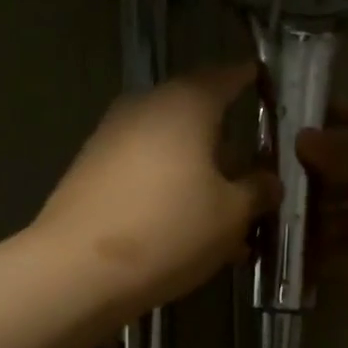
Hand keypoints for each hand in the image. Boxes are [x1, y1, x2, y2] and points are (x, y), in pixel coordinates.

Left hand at [35, 64, 278, 317]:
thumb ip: (257, 191)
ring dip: (200, 173)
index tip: (266, 84)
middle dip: (227, 141)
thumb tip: (269, 181)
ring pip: (170, 148)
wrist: (77, 270)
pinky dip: (171, 189)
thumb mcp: (232, 215)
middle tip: (253, 170)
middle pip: (196, 114)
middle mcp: (145, 108)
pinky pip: (145, 170)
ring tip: (225, 214)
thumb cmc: (170, 229)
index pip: (226, 77)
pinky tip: (187, 227)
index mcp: (185, 104)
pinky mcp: (91, 172)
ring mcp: (112, 138)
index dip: (249, 79)